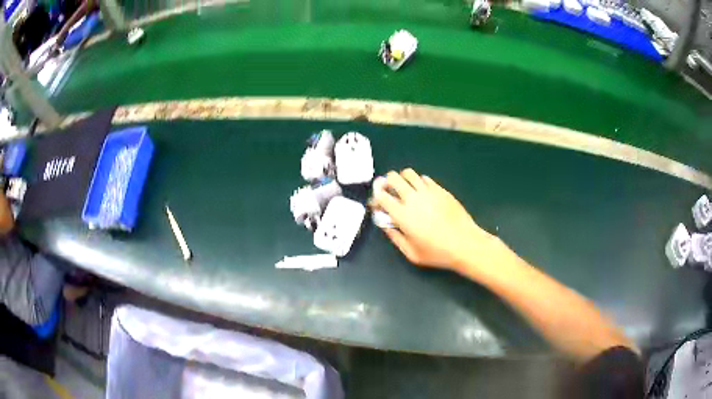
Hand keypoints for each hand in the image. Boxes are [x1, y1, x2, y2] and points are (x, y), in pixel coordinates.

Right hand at [372, 169, 504, 273]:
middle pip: (393, 178)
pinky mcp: (441, 190)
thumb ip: (395, 238)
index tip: (377, 203)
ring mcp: (428, 191)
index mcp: (402, 215)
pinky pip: (425, 178)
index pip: (381, 196)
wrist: (465, 244)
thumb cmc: (437, 252)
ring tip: (406, 190)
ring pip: (409, 173)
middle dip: (387, 183)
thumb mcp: (411, 253)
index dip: (376, 197)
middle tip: (390, 192)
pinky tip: (423, 193)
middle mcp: (413, 198)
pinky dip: (419, 182)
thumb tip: (386, 226)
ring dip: (403, 179)